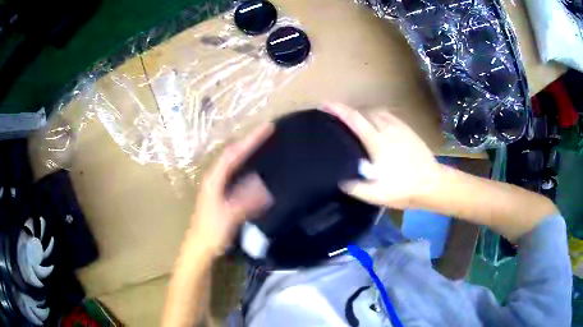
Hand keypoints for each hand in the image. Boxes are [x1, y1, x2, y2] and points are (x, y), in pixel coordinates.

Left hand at [189, 124, 273, 255]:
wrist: (199, 248)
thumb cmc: (211, 231)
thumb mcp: (230, 215)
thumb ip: (246, 200)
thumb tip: (262, 184)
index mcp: (214, 179)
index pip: (234, 153)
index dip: (250, 139)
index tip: (267, 127)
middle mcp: (214, 178)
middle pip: (232, 153)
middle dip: (249, 141)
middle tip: (266, 132)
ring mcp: (216, 186)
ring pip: (233, 163)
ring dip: (247, 152)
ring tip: (262, 145)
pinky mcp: (221, 195)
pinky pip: (236, 175)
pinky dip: (246, 168)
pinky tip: (255, 171)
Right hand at [321, 102, 439, 208]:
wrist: (432, 184)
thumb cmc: (404, 188)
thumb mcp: (377, 195)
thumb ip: (357, 188)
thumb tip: (341, 182)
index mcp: (377, 142)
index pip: (354, 120)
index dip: (338, 110)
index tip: (325, 104)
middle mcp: (388, 129)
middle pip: (365, 113)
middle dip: (351, 112)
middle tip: (342, 119)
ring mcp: (400, 128)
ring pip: (379, 113)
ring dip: (366, 115)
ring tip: (361, 123)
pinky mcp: (409, 131)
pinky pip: (391, 117)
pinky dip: (381, 117)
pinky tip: (381, 127)